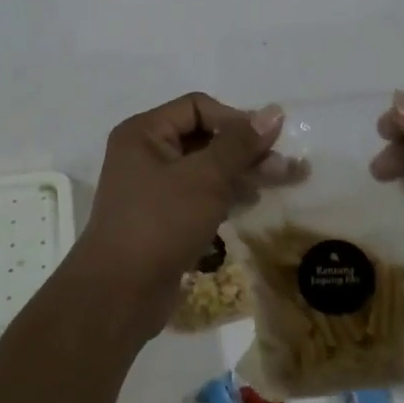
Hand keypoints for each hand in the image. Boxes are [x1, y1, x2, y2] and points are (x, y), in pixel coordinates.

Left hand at [76, 93, 285, 336]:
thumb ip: (240, 144)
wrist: (119, 295)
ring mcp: (151, 187)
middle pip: (203, 136)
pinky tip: (252, 202)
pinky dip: (225, 194)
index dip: (234, 119)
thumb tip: (273, 111)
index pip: (197, 107)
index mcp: (144, 132)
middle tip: (284, 165)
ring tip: (279, 181)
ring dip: (240, 171)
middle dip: (244, 148)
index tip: (267, 141)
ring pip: (204, 167)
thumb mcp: (205, 178)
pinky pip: (198, 193)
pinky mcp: (161, 217)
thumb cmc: (160, 223)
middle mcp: (145, 152)